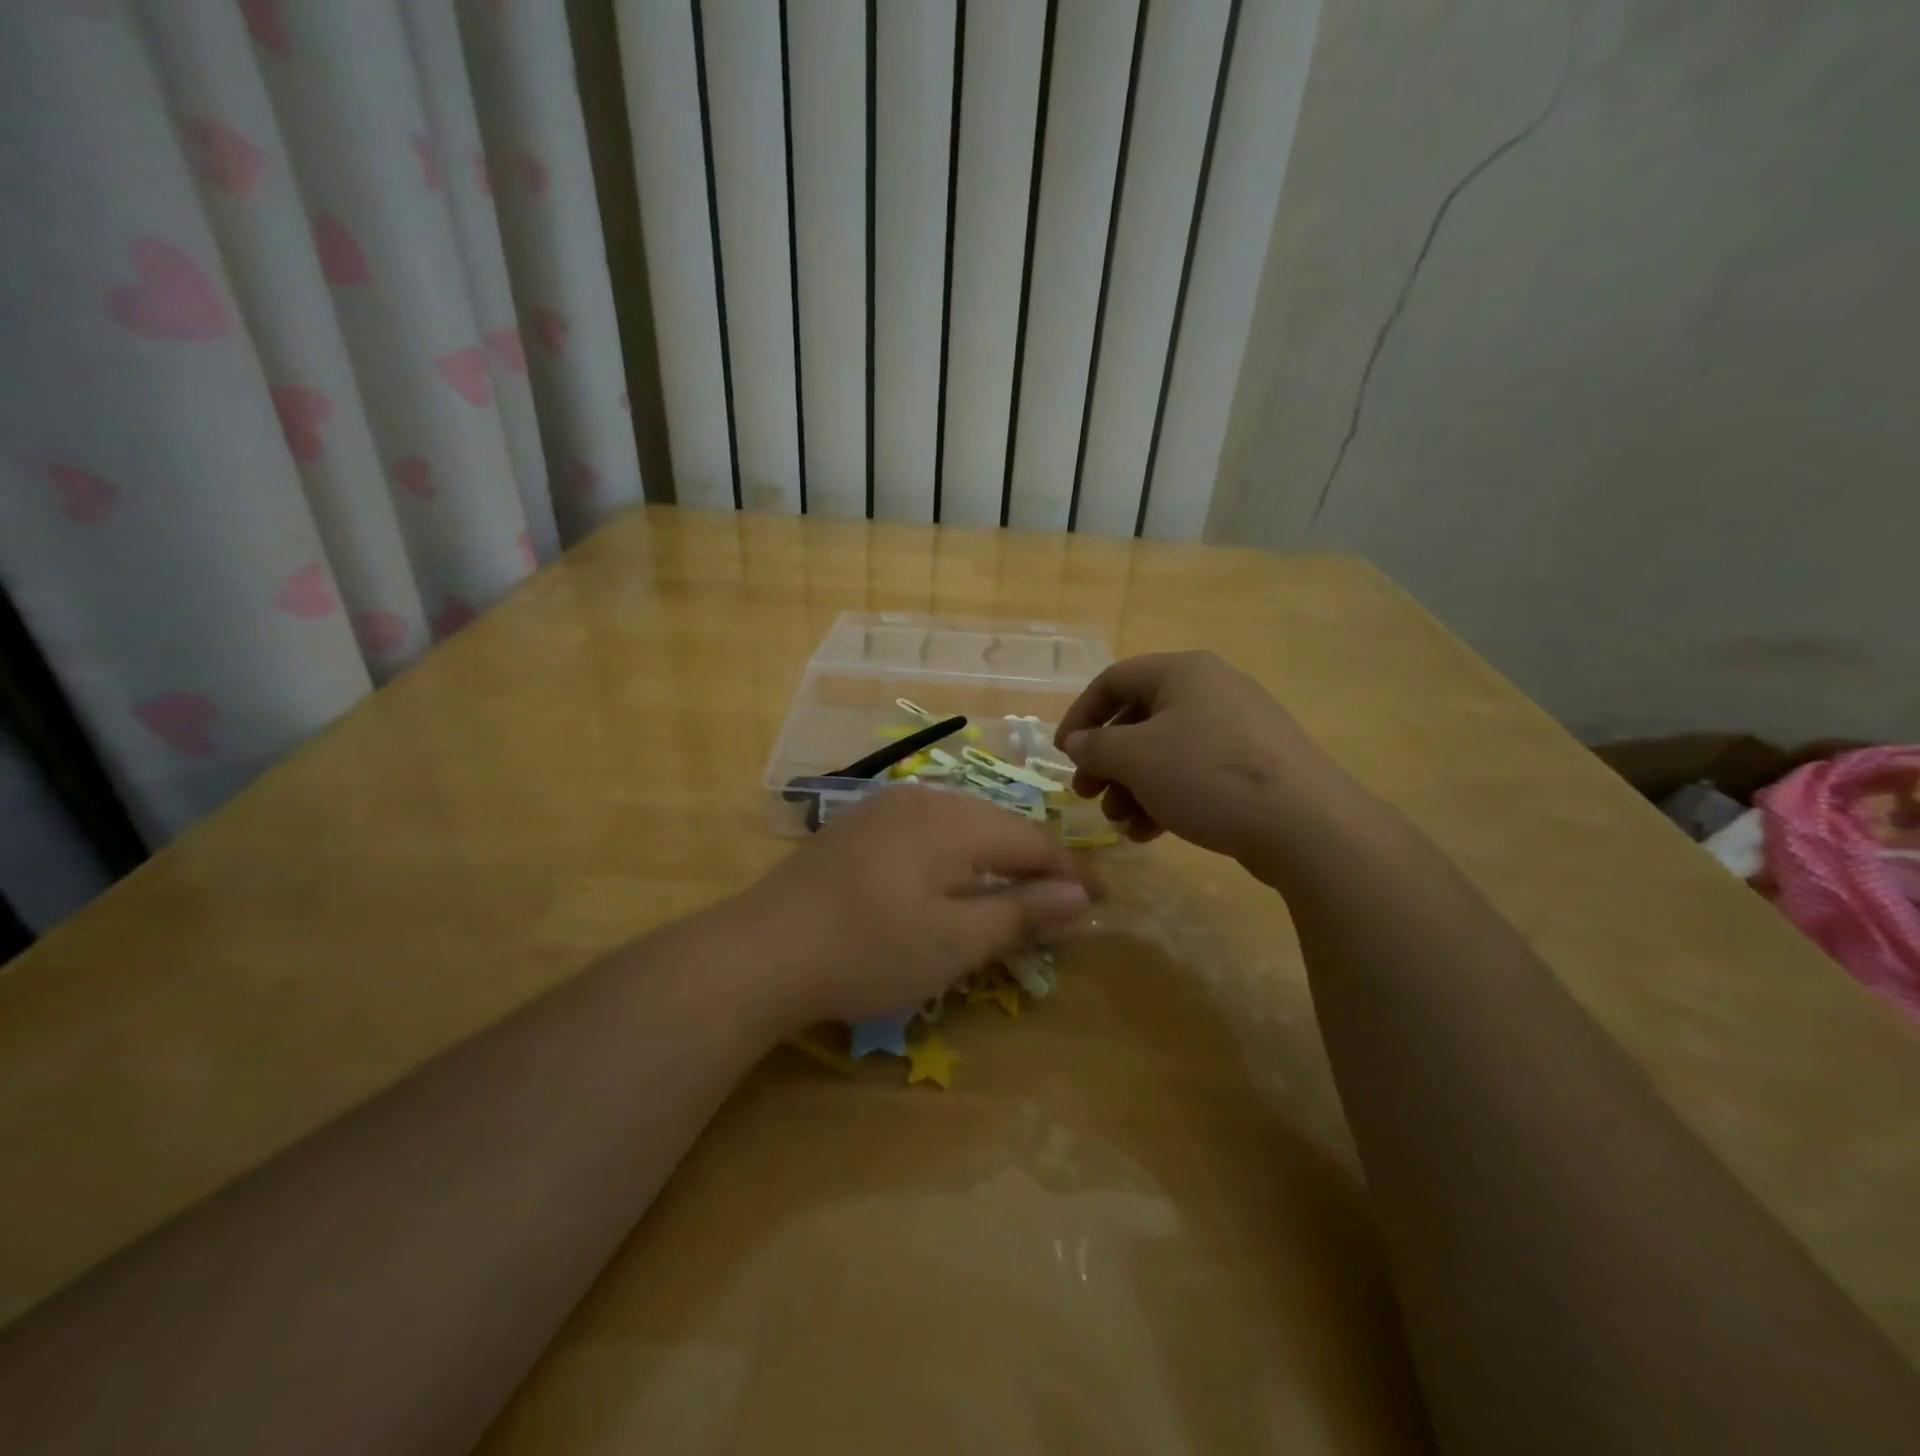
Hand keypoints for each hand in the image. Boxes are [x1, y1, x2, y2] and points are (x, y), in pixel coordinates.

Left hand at [739, 786, 1091, 1024]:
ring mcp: (885, 807)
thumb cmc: (871, 949)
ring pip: (961, 824)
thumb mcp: (957, 941)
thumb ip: (1023, 913)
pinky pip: (926, 830)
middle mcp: (924, 799)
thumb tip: (1083, 897)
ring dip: (993, 857)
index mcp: (956, 821)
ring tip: (1013, 891)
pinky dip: (953, 855)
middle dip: (1034, 864)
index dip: (1071, 873)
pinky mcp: (858, 825)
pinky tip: (948, 879)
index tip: (1101, 902)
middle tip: (1062, 903)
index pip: (1033, 841)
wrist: (762, 950)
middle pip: (999, 826)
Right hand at [1054, 651, 1340, 861]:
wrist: (1305, 824)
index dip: (1081, 715)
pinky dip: (1166, 797)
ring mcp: (1237, 729)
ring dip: (1133, 786)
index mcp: (1183, 672)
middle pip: (1139, 719)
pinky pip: (1195, 773)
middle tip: (1088, 795)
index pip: (1113, 680)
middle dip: (1107, 761)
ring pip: (1165, 752)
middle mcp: (1211, 690)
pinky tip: (1151, 833)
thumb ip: (1097, 747)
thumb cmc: (1207, 775)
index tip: (1064, 755)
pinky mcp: (1254, 766)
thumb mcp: (1136, 758)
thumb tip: (1078, 745)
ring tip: (1120, 822)